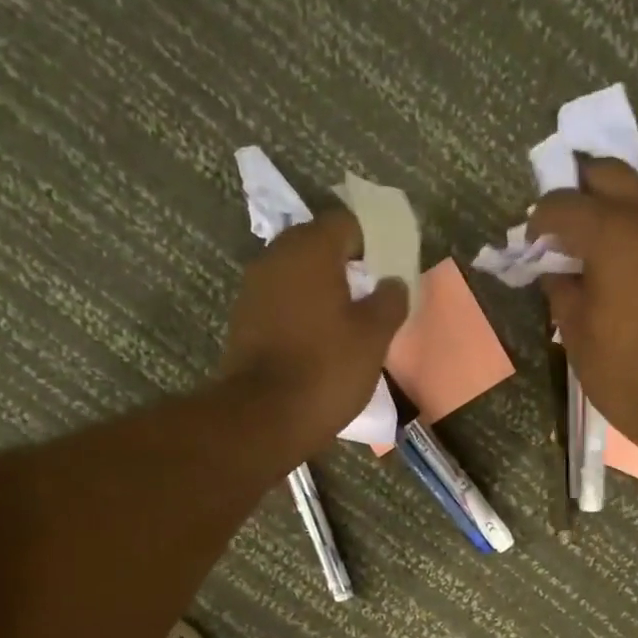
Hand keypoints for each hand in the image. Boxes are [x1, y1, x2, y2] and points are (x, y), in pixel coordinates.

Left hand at [218, 209, 408, 452]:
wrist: (266, 415)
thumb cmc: (327, 369)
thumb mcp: (374, 338)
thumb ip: (389, 302)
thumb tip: (393, 283)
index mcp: (311, 249)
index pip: (346, 223)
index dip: (370, 244)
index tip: (385, 274)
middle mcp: (276, 255)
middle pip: (317, 245)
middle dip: (344, 266)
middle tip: (368, 299)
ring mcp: (254, 287)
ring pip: (296, 274)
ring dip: (320, 290)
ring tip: (344, 323)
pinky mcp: (244, 318)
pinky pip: (280, 300)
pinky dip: (299, 311)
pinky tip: (316, 341)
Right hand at [529, 158, 637, 452]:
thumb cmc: (625, 373)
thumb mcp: (576, 333)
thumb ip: (561, 291)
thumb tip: (556, 272)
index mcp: (614, 233)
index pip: (564, 204)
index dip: (539, 221)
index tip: (530, 245)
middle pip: (608, 175)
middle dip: (578, 192)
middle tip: (559, 229)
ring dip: (609, 209)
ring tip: (588, 249)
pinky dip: (633, 231)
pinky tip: (619, 266)